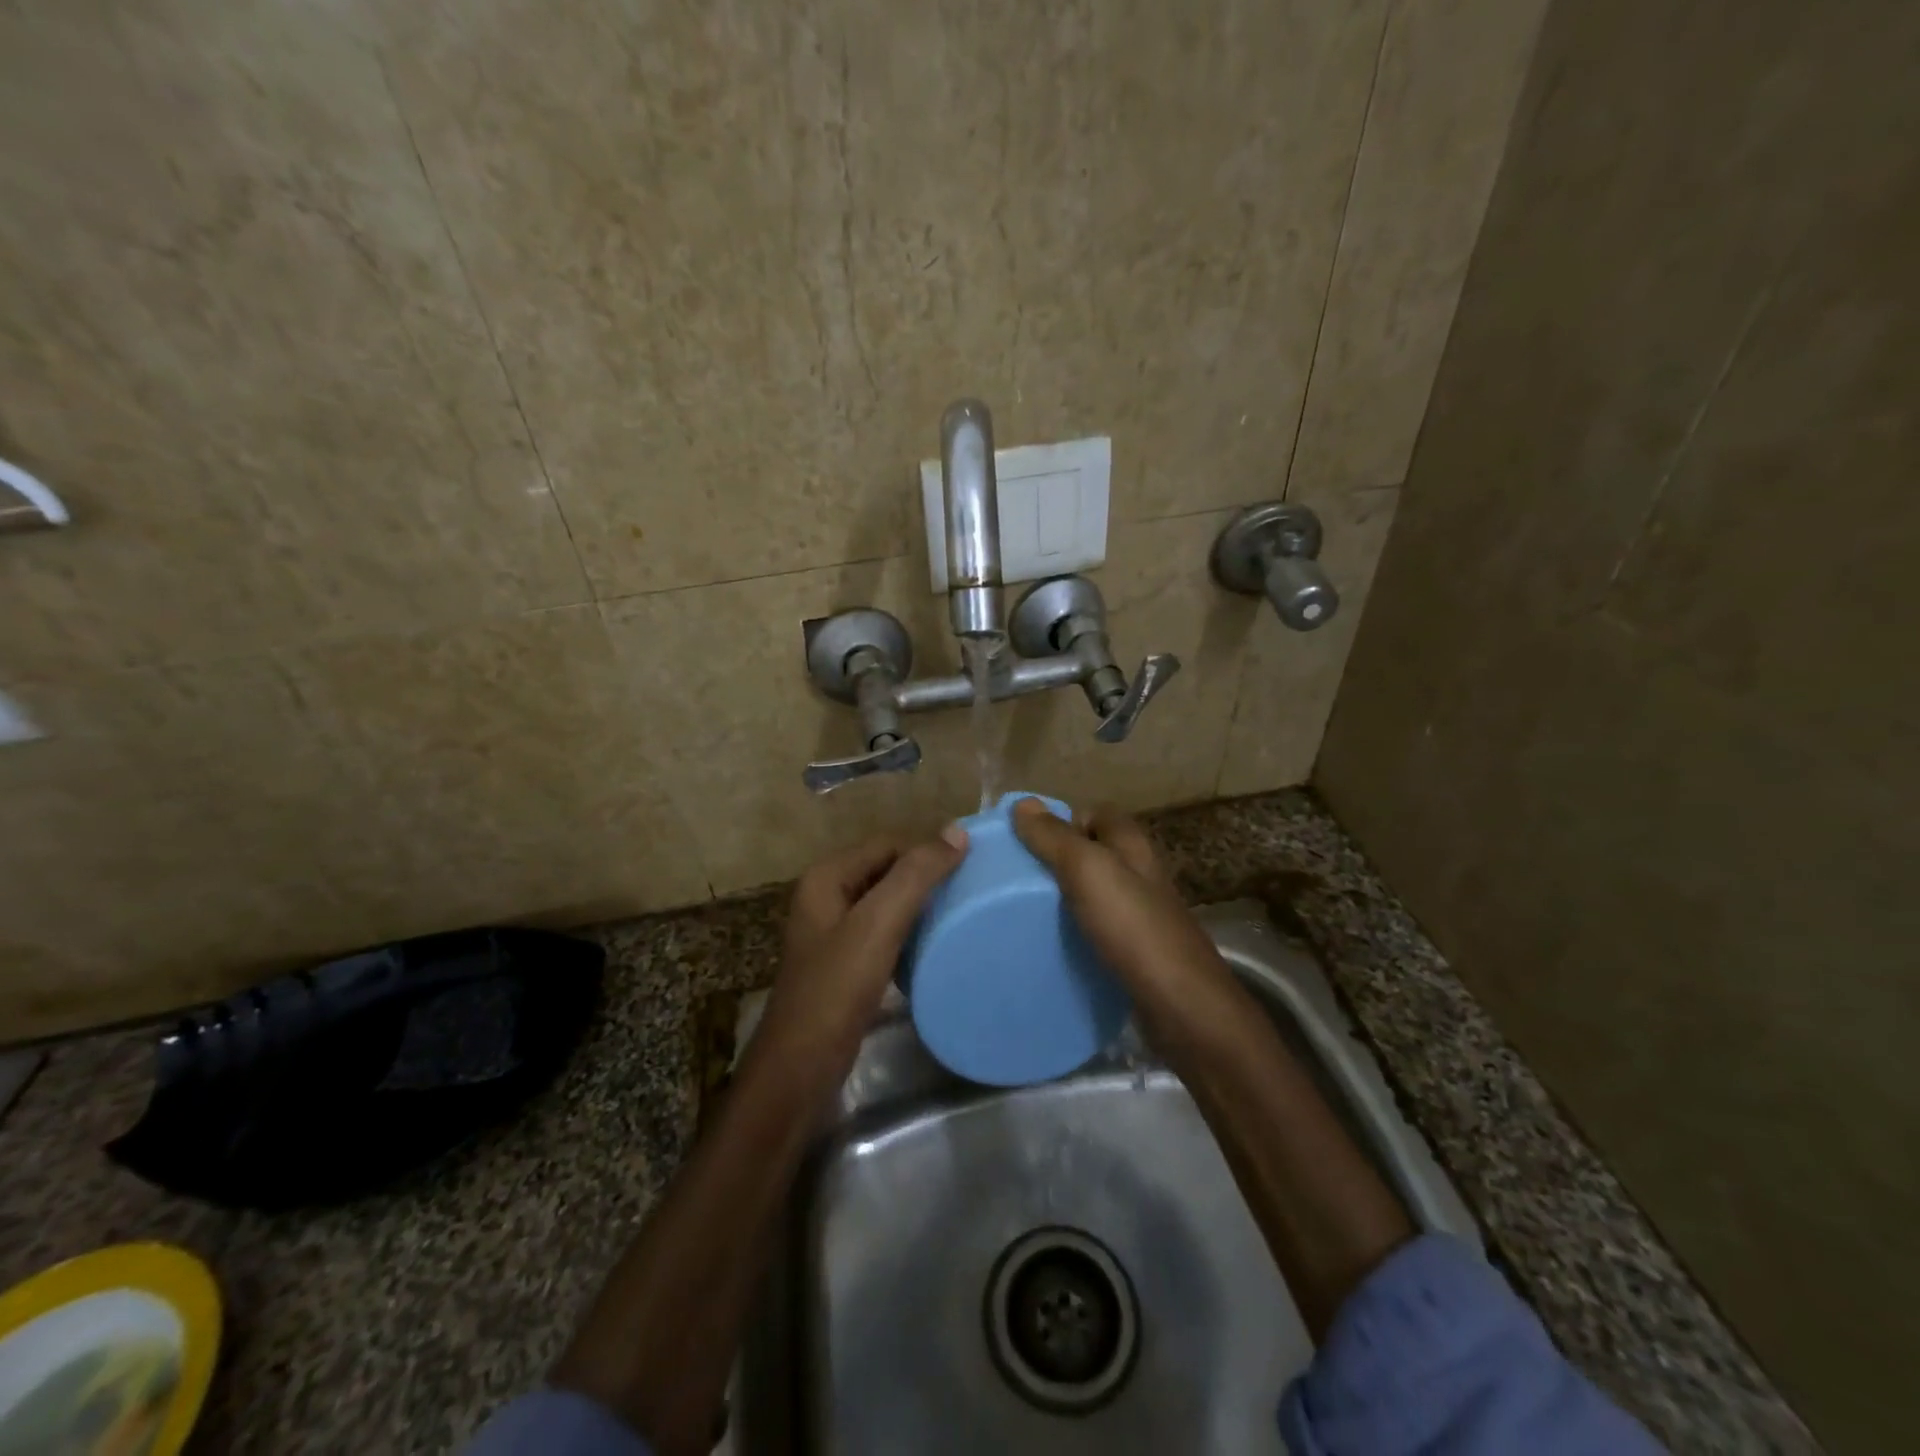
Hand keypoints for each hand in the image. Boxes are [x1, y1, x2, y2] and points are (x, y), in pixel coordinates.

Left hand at [761, 828, 968, 1057]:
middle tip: (970, 889)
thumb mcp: (878, 924)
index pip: (888, 844)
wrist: (801, 1065)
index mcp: (827, 877)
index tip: (970, 867)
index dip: (926, 850)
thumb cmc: (837, 987)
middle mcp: (826, 896)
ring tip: (958, 913)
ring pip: (886, 902)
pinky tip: (933, 944)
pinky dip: (908, 932)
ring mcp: (833, 931)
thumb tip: (956, 831)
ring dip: (919, 905)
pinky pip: (883, 932)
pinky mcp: (844, 962)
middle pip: (886, 870)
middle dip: (924, 877)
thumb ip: (915, 875)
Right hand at [1011, 799, 1225, 1011]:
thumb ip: (1054, 837)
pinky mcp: (1134, 950)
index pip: (1093, 814)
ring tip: (1022, 912)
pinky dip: (1073, 932)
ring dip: (1062, 899)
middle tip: (1014, 878)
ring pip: (1092, 893)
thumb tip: (1023, 802)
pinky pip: (1095, 929)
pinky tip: (1051, 945)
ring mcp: (1139, 913)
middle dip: (1055, 861)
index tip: (1024, 841)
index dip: (1061, 821)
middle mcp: (1138, 872)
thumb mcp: (1087, 870)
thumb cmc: (1133, 926)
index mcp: (1132, 845)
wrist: (1181, 1004)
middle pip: (1091, 853)